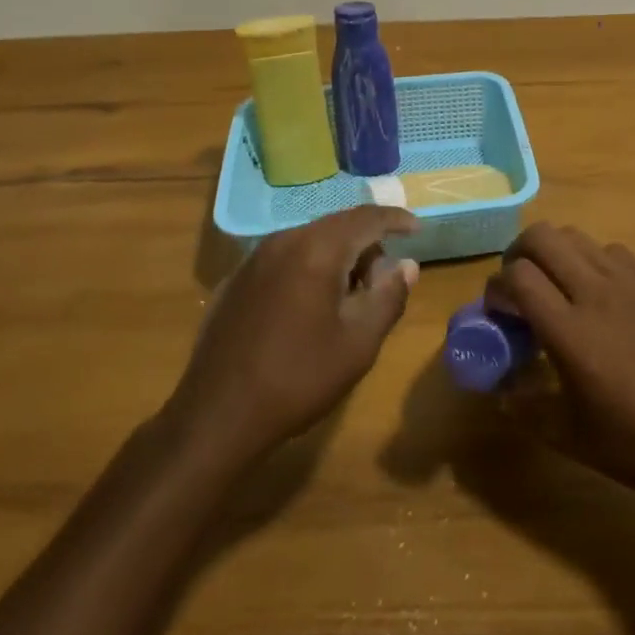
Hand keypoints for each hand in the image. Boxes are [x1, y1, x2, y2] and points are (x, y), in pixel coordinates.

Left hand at [168, 206, 419, 462]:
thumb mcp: (358, 343)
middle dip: (367, 242)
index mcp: (317, 249)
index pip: (366, 218)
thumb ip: (388, 297)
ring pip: (310, 240)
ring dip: (338, 256)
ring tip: (352, 293)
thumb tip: (407, 265)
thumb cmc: (298, 378)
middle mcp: (284, 241)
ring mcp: (255, 259)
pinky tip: (312, 305)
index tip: (417, 229)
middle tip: (386, 276)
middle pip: (337, 225)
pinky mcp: (237, 280)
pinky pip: (286, 258)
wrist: (216, 416)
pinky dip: (310, 267)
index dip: (396, 220)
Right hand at [487, 223, 634, 507]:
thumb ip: (523, 405)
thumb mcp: (566, 434)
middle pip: (542, 237)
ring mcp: (631, 281)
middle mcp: (596, 293)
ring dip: (556, 254)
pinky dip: (594, 262)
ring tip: (559, 284)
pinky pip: (614, 251)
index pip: (517, 275)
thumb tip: (499, 389)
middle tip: (520, 283)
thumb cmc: (632, 442)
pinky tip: (602, 293)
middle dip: (519, 253)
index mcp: (569, 330)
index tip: (499, 309)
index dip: (497, 286)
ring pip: (577, 237)